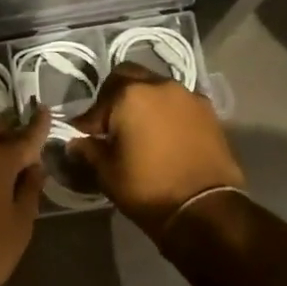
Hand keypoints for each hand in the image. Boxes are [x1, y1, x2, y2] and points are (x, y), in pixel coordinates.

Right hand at [69, 66, 244, 237]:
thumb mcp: (107, 172)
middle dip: (115, 97)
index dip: (87, 122)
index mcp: (130, 95)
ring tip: (140, 130)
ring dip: (143, 103)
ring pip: (156, 88)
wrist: (204, 208)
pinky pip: (179, 103)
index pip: (98, 103)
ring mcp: (188, 96)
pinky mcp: (209, 112)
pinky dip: (166, 113)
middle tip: (111, 124)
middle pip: (128, 77)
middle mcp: (160, 85)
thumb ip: (88, 150)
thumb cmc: (148, 188)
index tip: (85, 139)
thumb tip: (77, 143)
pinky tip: (164, 136)